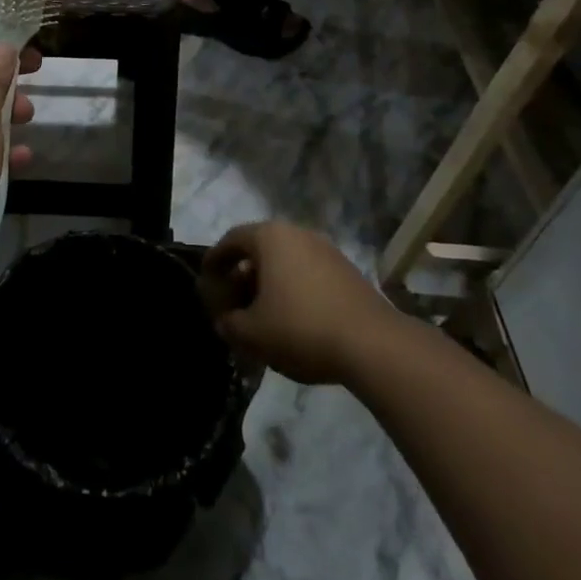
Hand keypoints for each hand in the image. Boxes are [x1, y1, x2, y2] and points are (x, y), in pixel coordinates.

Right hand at [198, 222, 395, 385]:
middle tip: (232, 301)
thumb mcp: (252, 333)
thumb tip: (224, 320)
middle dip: (242, 275)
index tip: (206, 279)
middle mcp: (297, 233)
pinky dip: (293, 290)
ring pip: (286, 263)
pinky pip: (308, 274)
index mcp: (270, 237)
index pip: (231, 240)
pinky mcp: (347, 272)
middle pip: (259, 250)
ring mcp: (326, 251)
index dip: (214, 260)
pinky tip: (293, 320)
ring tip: (262, 315)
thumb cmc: (301, 328)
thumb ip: (229, 324)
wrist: (374, 345)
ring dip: (269, 284)